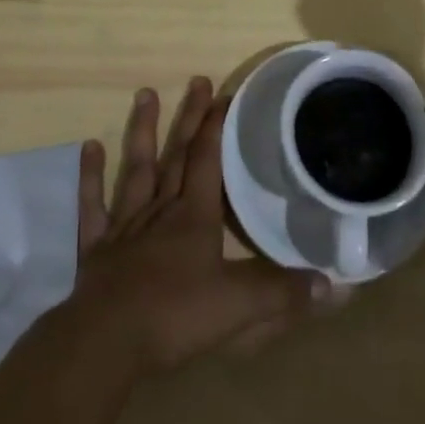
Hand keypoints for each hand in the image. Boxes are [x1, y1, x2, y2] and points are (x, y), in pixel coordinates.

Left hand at [62, 78, 328, 375]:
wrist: (105, 343)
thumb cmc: (175, 316)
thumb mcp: (239, 307)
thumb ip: (284, 293)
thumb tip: (336, 287)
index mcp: (194, 217)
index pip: (209, 160)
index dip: (218, 126)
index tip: (227, 94)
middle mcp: (161, 210)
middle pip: (177, 154)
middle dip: (190, 117)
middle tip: (197, 80)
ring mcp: (125, 226)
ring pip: (136, 168)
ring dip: (142, 131)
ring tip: (145, 93)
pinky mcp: (97, 248)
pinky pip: (93, 206)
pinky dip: (91, 177)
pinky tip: (89, 148)